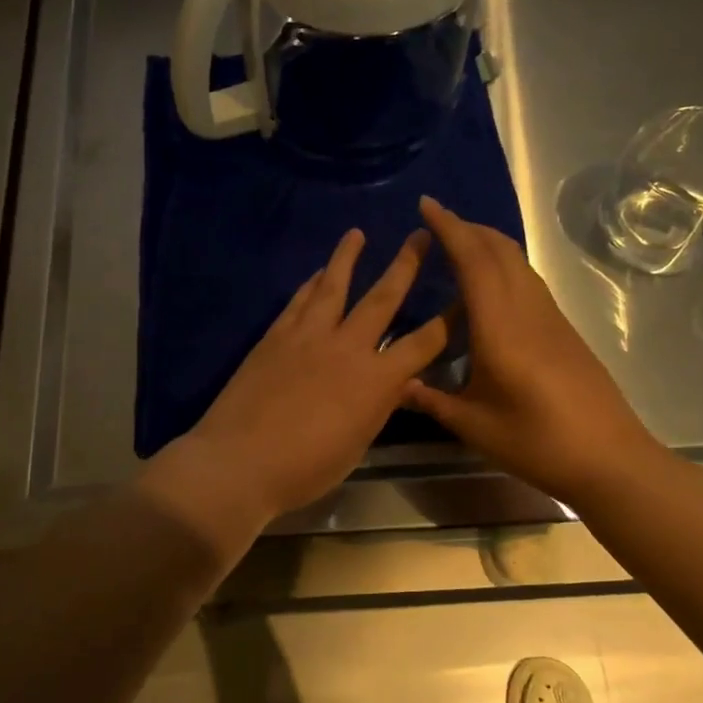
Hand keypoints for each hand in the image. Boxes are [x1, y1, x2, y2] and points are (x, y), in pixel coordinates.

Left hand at [141, 226, 449, 538]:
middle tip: (421, 235)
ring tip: (356, 233)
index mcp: (376, 381)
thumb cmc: (304, 469)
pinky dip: (311, 284)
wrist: (239, 461)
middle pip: (382, 298)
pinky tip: (317, 273)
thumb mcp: (356, 446)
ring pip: (333, 286)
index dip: (448, 321)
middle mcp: (347, 347)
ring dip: (347, 257)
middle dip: (406, 265)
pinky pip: (299, 301)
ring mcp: (307, 336)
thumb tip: (396, 384)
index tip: (463, 297)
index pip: (423, 343)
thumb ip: (377, 409)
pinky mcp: (275, 336)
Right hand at [402, 196, 662, 503]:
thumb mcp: (473, 425)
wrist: (610, 460)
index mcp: (500, 327)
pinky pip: (528, 281)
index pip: (473, 261)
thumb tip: (395, 385)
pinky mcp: (563, 331)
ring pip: (518, 263)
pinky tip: (489, 289)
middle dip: (468, 228)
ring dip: (488, 244)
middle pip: (500, 251)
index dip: (449, 228)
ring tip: (459, 246)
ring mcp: (550, 318)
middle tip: (436, 222)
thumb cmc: (537, 442)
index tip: (427, 205)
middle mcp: (527, 310)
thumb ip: (431, 400)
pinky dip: (503, 266)